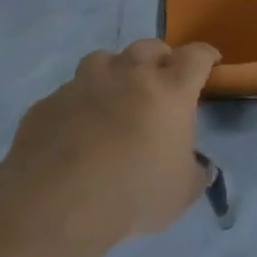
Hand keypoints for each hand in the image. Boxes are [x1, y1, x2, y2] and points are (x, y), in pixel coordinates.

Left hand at [2, 39, 220, 243]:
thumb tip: (195, 167)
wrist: (55, 208)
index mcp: (169, 91)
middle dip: (159, 59)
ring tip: (114, 98)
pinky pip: (69, 94)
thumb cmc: (132, 195)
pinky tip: (76, 131)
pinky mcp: (48, 103)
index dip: (205, 57)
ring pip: (103, 60)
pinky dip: (79, 104)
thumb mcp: (183, 191)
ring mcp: (84, 85)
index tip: (209, 65)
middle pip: (149, 47)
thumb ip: (194, 171)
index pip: (195, 56)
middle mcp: (128, 76)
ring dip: (115, 72)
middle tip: (160, 82)